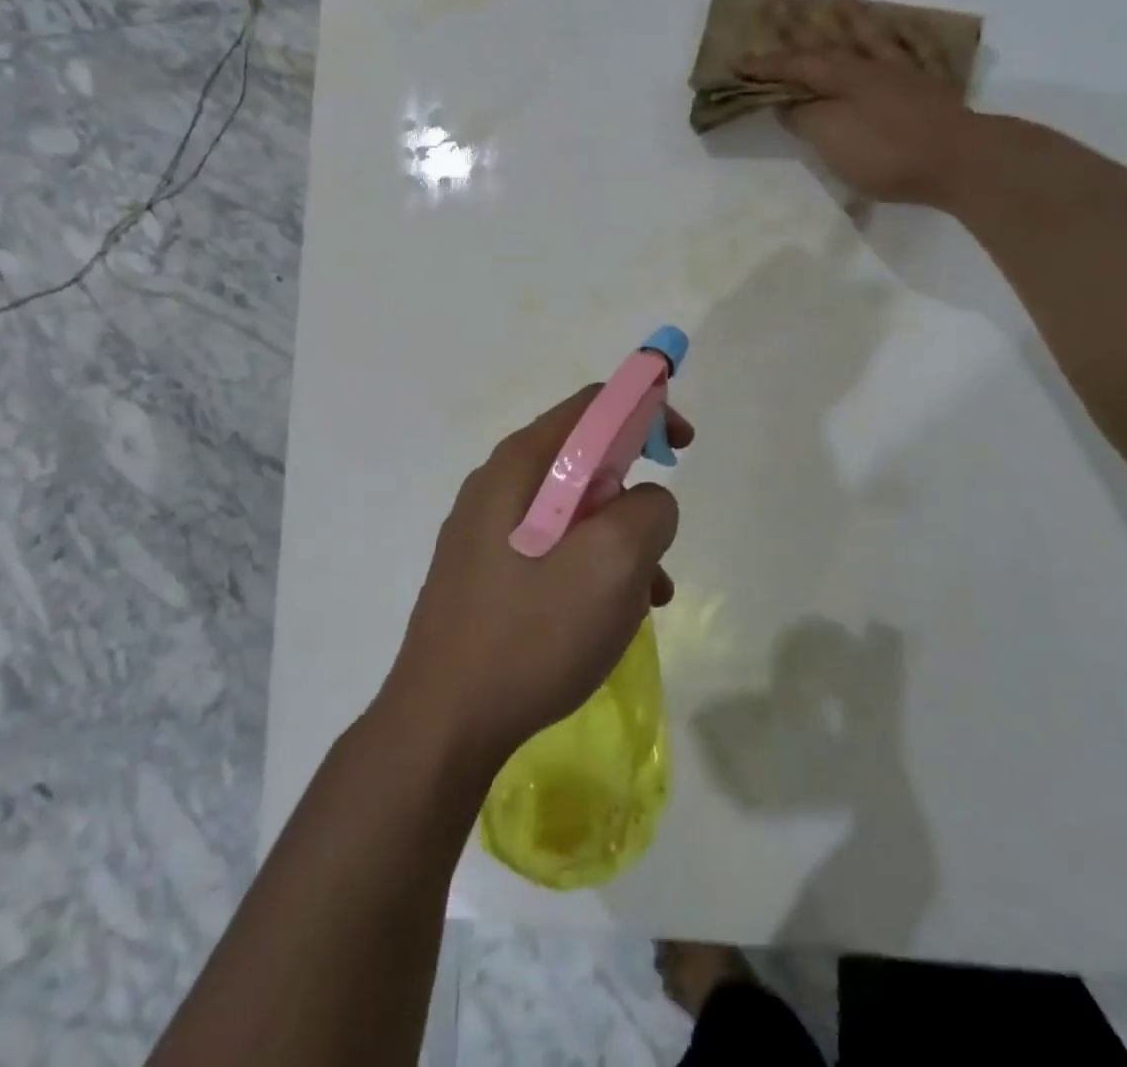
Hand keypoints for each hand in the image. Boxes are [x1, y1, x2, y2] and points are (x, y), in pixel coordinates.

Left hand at [381, 387, 691, 768]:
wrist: (444, 721)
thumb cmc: (533, 632)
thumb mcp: (613, 563)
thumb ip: (648, 510)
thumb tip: (647, 501)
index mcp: (522, 464)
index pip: (594, 404)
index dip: (647, 410)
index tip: (682, 447)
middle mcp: (497, 484)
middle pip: (583, 457)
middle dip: (634, 491)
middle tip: (659, 539)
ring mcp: (484, 529)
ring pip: (572, 510)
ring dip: (619, 539)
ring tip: (646, 596)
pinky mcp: (484, 571)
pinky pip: (551, 547)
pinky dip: (590, 566)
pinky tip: (608, 617)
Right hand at [737, 0, 977, 204]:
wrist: (958, 160)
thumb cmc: (886, 152)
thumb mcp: (831, 138)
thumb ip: (805, 118)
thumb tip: (789, 105)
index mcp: (844, 78)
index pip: (796, 66)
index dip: (766, 65)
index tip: (738, 61)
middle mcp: (872, 68)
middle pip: (831, 42)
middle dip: (802, 26)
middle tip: (780, 4)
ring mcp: (905, 75)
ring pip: (875, 38)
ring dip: (856, 18)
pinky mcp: (931, 90)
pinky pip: (918, 52)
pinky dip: (909, 37)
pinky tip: (906, 29)